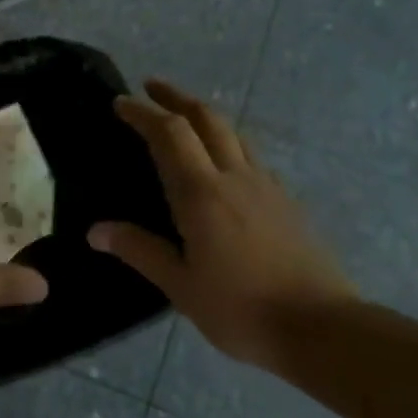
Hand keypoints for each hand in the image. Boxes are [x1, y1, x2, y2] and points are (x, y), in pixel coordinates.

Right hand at [88, 80, 352, 364]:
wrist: (321, 329)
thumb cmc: (241, 309)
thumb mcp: (180, 285)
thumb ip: (139, 250)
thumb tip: (96, 230)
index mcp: (203, 194)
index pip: (169, 134)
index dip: (143, 113)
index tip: (121, 103)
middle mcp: (235, 177)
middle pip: (206, 118)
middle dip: (176, 97)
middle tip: (151, 88)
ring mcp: (266, 186)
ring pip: (233, 133)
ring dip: (204, 115)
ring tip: (184, 117)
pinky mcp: (286, 201)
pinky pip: (251, 156)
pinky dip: (227, 143)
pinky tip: (223, 164)